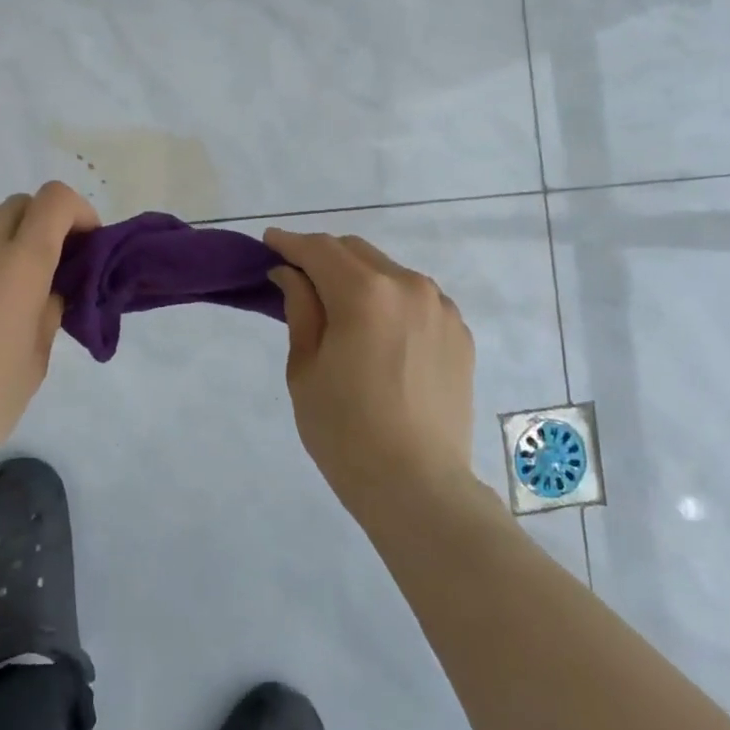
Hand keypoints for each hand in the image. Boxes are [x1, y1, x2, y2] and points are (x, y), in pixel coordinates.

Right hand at [264, 229, 476, 515]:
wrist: (417, 487)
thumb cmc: (345, 431)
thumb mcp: (305, 368)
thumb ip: (300, 309)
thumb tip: (292, 274)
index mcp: (365, 292)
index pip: (319, 249)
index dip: (290, 242)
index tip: (269, 243)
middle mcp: (409, 286)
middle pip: (356, 251)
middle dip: (323, 256)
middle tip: (298, 277)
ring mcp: (440, 308)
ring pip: (389, 272)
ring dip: (359, 277)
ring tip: (340, 307)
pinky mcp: (459, 332)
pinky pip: (416, 299)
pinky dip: (390, 300)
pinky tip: (378, 332)